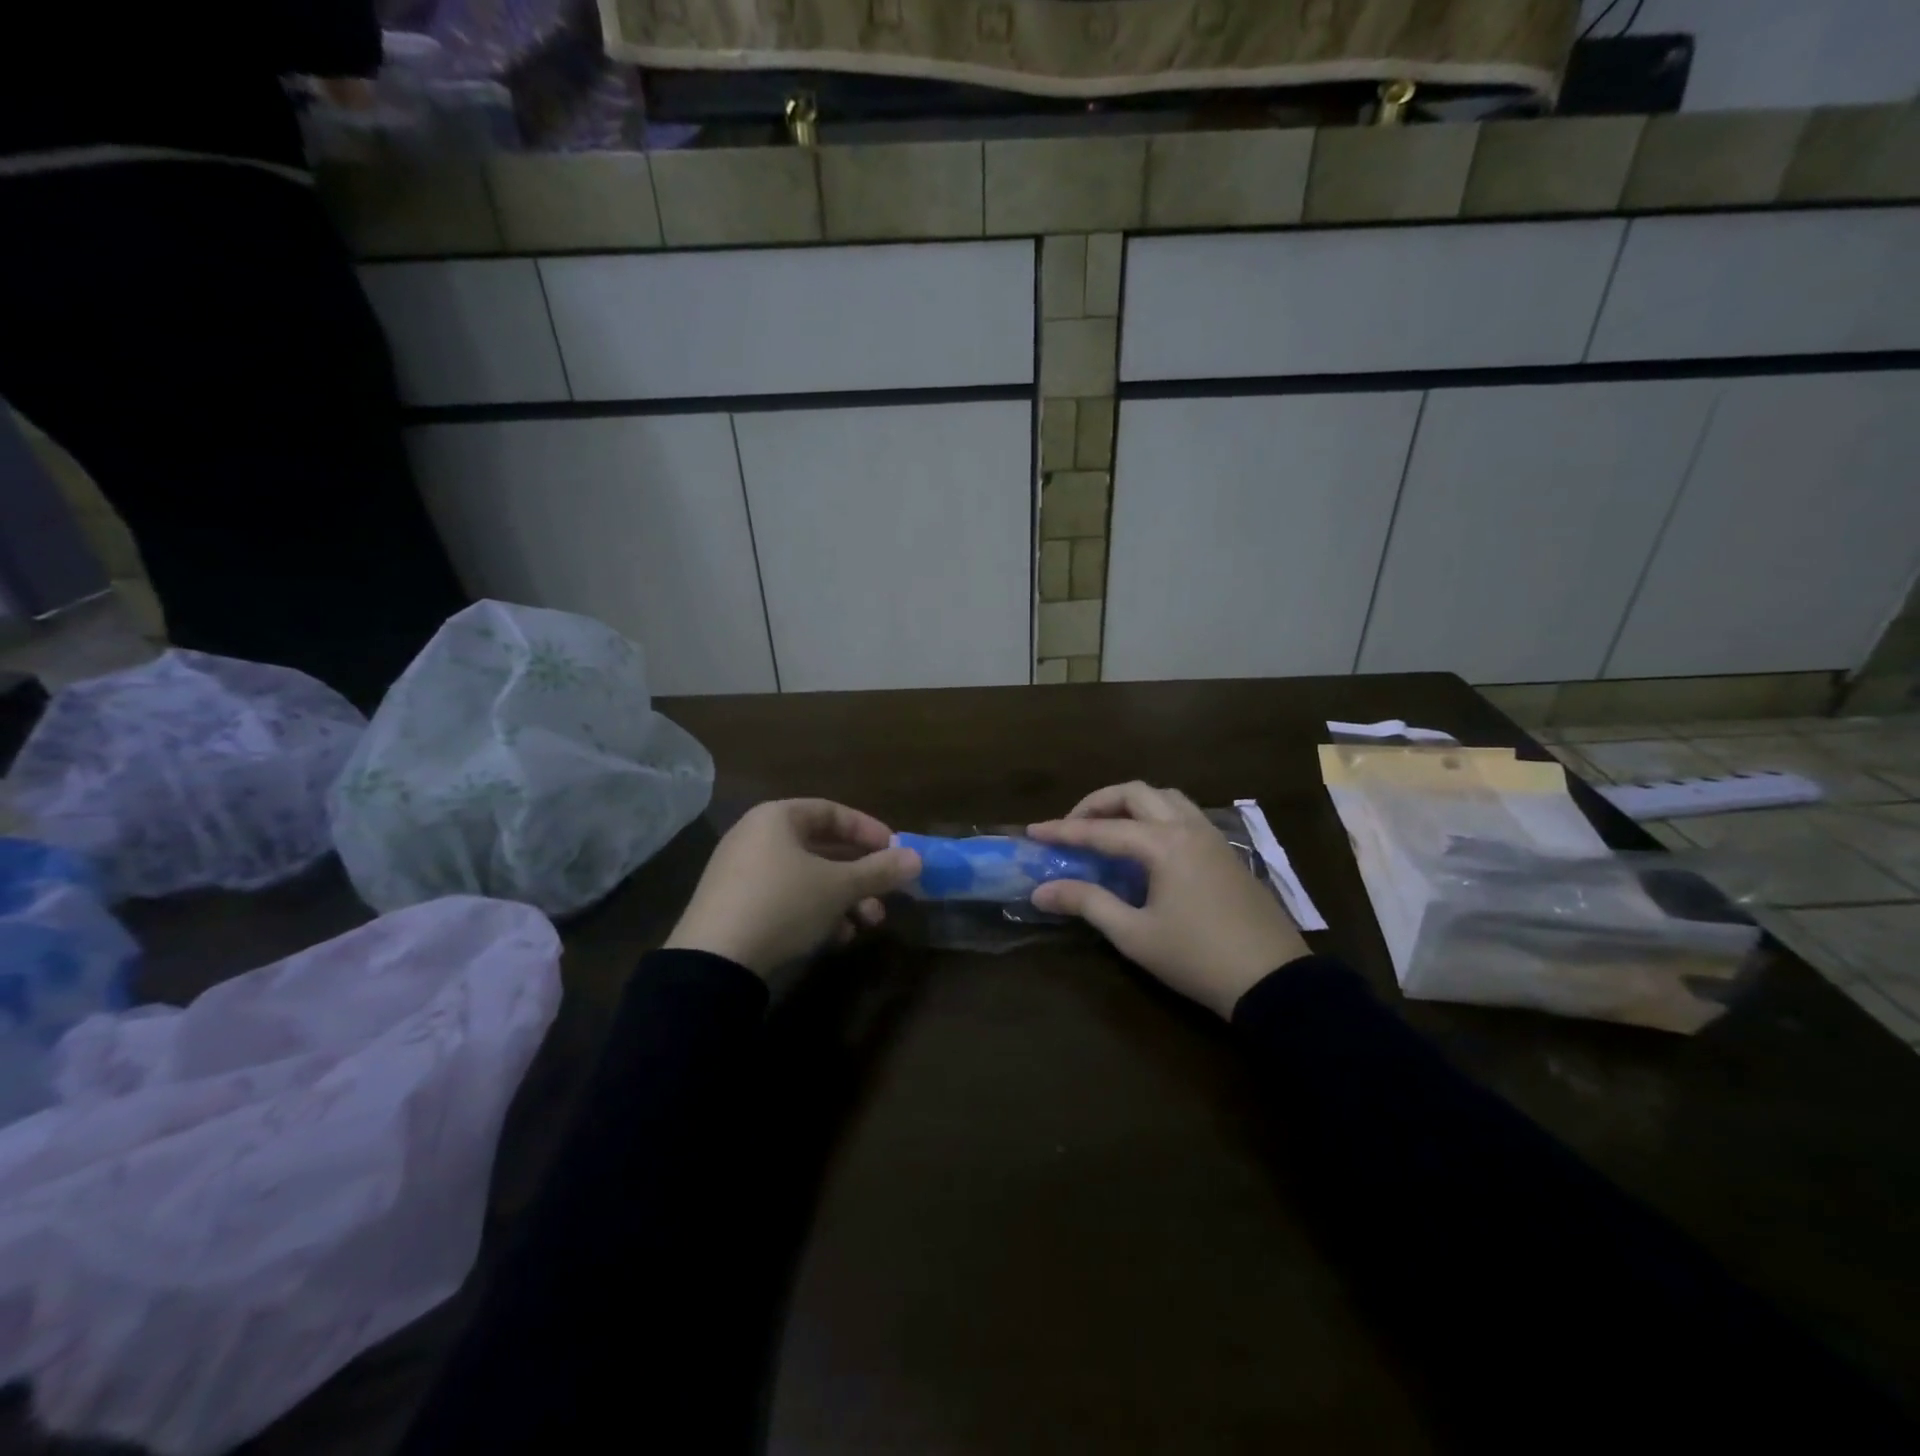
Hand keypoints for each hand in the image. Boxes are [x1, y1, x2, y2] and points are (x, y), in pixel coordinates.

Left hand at [664, 799, 921, 977]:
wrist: (714, 962)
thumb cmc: (784, 904)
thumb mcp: (839, 887)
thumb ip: (880, 870)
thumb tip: (917, 859)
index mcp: (777, 818)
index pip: (832, 812)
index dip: (868, 830)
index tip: (896, 851)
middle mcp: (756, 837)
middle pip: (821, 848)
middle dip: (860, 874)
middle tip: (886, 894)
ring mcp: (741, 873)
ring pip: (807, 877)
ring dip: (843, 898)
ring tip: (866, 924)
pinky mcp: (735, 906)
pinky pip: (786, 898)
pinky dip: (815, 912)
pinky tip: (835, 938)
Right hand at [1027, 782, 1308, 1018]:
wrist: (1273, 981)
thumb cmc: (1197, 958)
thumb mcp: (1134, 935)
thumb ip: (1087, 903)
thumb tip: (1041, 891)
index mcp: (1163, 844)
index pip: (1102, 829)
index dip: (1063, 831)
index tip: (1032, 832)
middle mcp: (1187, 828)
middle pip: (1135, 793)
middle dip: (1097, 803)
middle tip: (1073, 827)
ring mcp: (1212, 836)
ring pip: (1165, 796)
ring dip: (1131, 803)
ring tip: (1109, 828)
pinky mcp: (1226, 852)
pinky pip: (1185, 813)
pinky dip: (1157, 814)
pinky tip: (1147, 844)